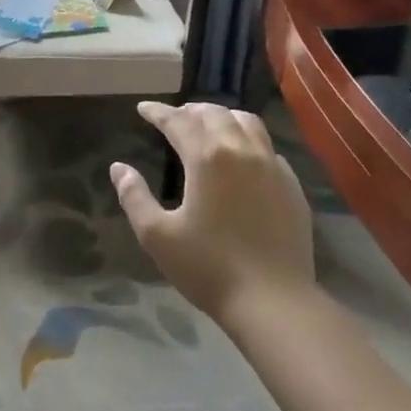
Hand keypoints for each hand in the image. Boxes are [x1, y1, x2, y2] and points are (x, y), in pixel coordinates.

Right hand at [110, 102, 314, 326]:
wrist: (273, 301)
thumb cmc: (209, 268)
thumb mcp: (158, 236)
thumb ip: (135, 197)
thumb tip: (118, 167)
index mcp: (208, 157)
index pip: (178, 121)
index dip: (158, 112)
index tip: (143, 108)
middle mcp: (242, 150)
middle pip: (214, 113)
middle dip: (190, 110)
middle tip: (174, 118)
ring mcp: (272, 165)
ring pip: (247, 122)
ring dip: (223, 117)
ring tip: (208, 127)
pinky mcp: (291, 185)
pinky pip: (268, 148)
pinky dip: (249, 141)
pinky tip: (242, 158)